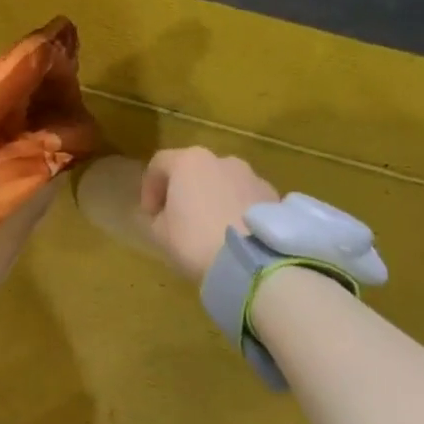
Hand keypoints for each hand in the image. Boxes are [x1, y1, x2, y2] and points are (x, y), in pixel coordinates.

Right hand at [140, 147, 280, 281]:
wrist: (253, 262)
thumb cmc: (196, 241)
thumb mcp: (160, 233)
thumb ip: (158, 217)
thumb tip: (167, 215)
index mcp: (189, 162)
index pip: (159, 164)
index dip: (149, 188)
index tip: (149, 214)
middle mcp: (222, 160)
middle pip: (195, 170)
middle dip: (184, 191)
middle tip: (179, 218)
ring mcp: (252, 176)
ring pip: (224, 182)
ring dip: (213, 198)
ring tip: (212, 228)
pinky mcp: (274, 196)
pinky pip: (246, 198)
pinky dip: (237, 209)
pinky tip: (235, 234)